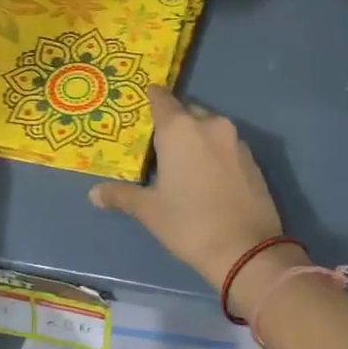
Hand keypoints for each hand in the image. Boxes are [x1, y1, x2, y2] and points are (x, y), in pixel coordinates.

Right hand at [89, 87, 290, 301]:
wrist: (246, 249)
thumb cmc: (189, 223)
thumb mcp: (149, 210)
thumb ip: (121, 195)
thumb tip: (94, 193)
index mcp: (180, 129)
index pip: (161, 99)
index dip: (151, 99)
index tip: (141, 105)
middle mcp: (210, 125)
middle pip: (187, 112)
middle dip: (173, 123)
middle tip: (158, 144)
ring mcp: (236, 141)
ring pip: (209, 128)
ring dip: (196, 138)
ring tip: (182, 162)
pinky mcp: (252, 160)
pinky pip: (226, 146)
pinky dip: (214, 153)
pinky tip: (207, 176)